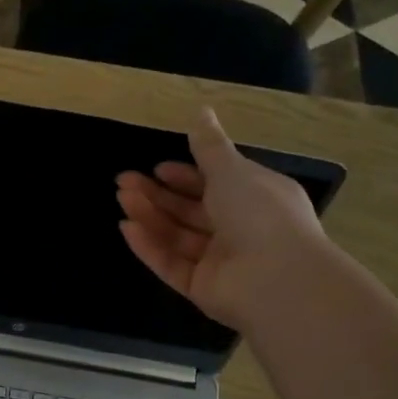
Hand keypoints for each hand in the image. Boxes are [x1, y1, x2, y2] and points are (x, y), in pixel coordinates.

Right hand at [116, 107, 325, 329]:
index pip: (216, 184)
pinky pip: (172, 264)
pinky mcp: (202, 288)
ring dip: (149, 215)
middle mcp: (240, 230)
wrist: (276, 279)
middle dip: (158, 195)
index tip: (158, 168)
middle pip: (191, 210)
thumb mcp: (232, 169)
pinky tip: (127, 228)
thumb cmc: (259, 213)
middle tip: (123, 182)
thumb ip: (209, 145)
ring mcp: (220, 262)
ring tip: (121, 198)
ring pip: (178, 236)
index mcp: (256, 198)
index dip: (185, 176)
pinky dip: (150, 246)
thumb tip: (201, 110)